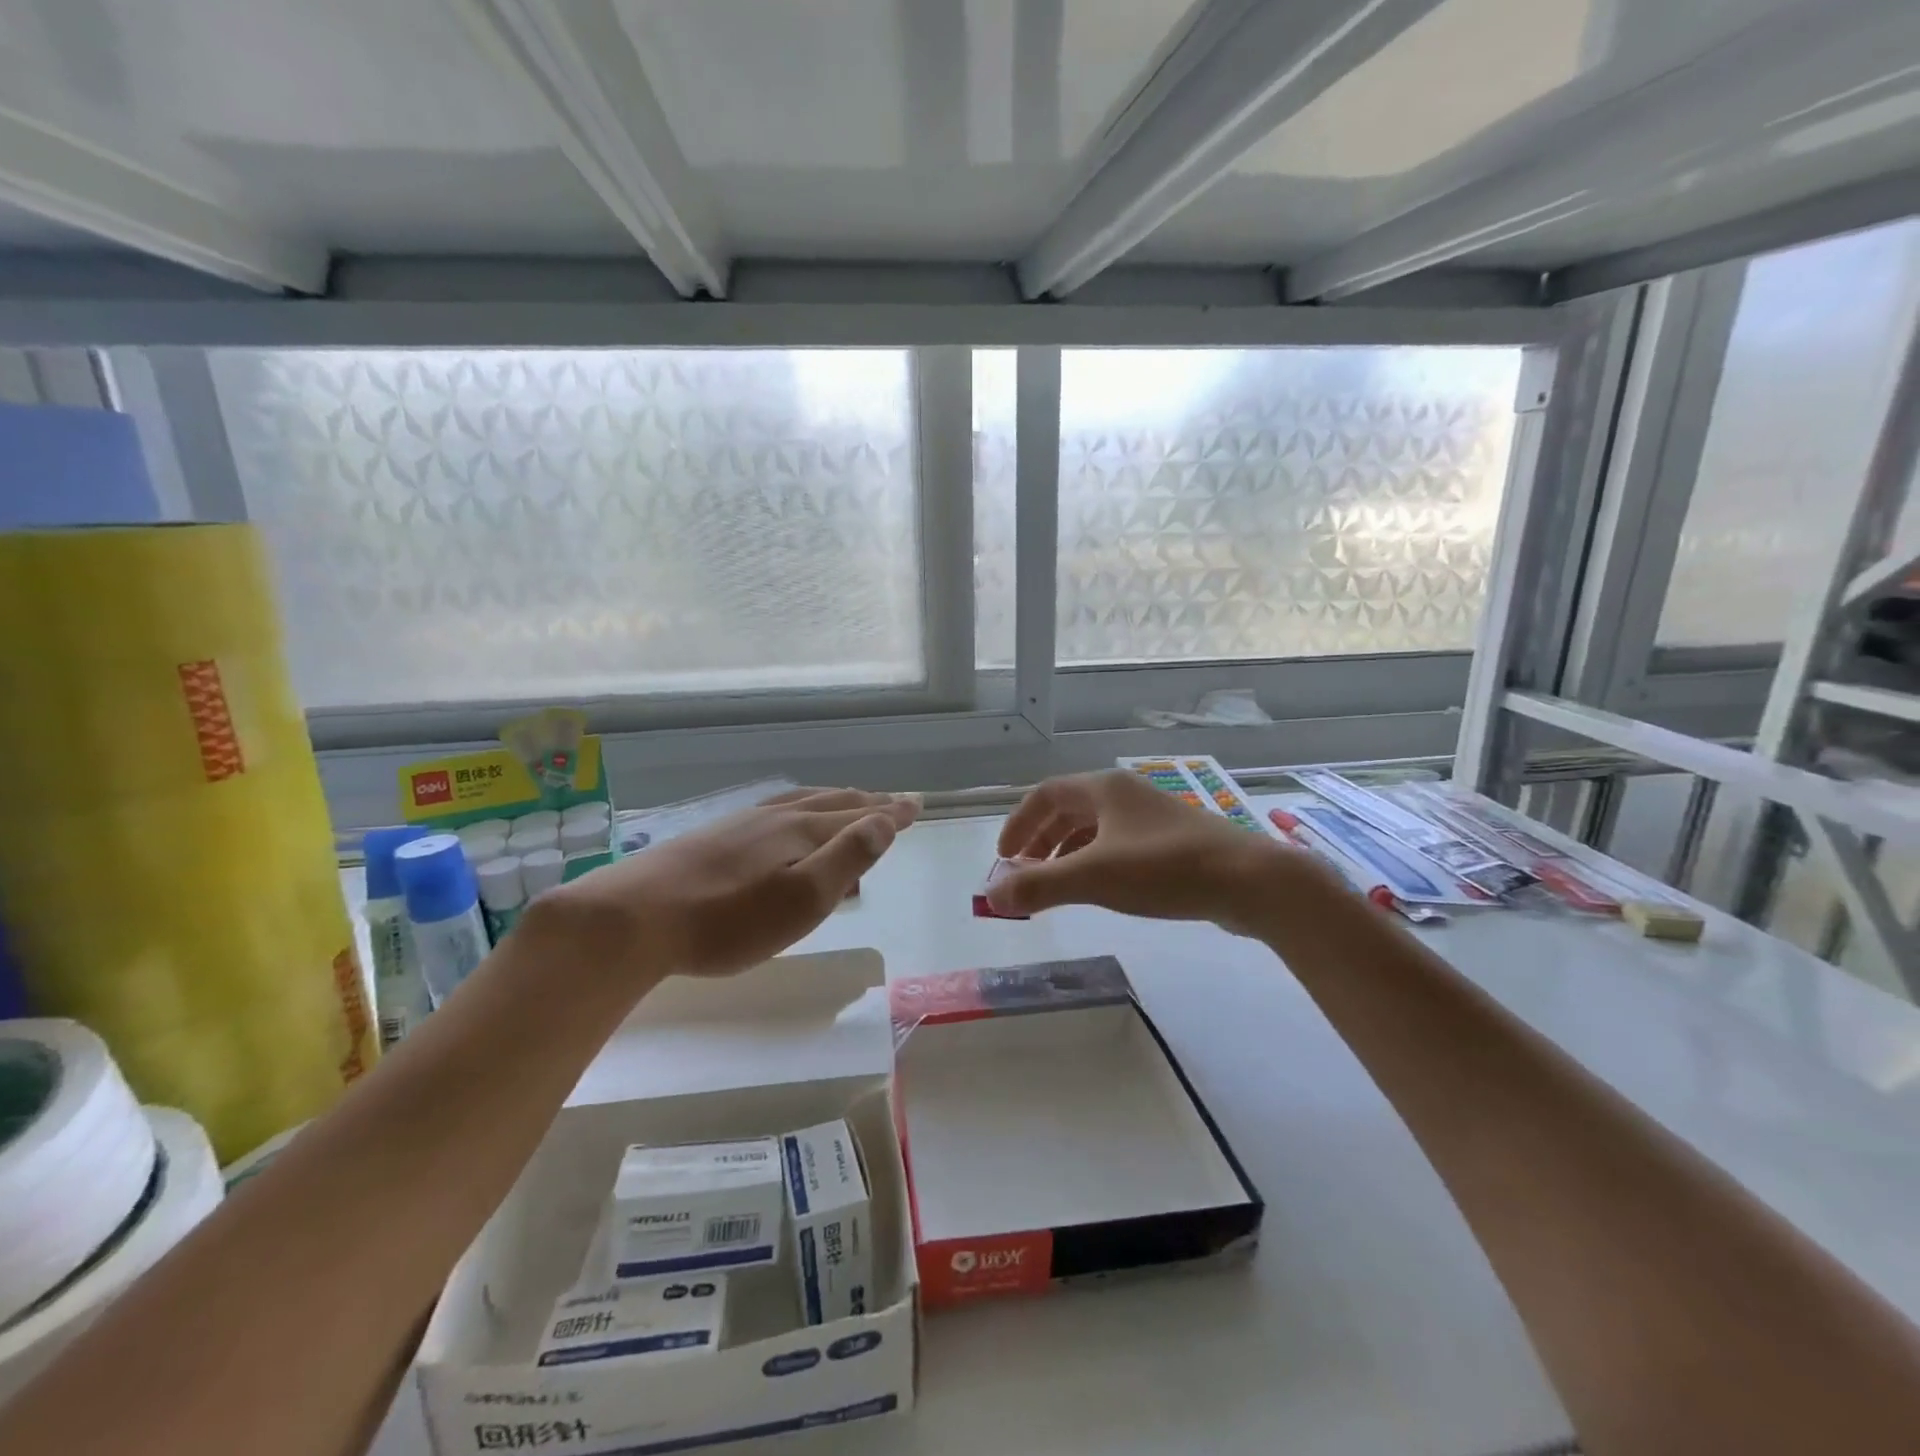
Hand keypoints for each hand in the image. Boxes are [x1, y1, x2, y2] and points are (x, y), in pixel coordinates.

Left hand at [541, 788, 918, 981]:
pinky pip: (773, 810)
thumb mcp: (801, 899)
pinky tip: (784, 819)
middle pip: (831, 803)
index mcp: (800, 832)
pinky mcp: (713, 835)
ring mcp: (740, 823)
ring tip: (848, 802)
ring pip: (800, 802)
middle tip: (892, 802)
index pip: (858, 816)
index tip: (917, 804)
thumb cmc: (727, 921)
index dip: (890, 812)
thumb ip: (846, 858)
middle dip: (866, 802)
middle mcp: (774, 818)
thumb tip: (884, 822)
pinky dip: (798, 808)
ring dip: (833, 802)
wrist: (633, 918)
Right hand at [987, 770, 1344, 934]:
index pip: (1045, 794)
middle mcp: (1126, 794)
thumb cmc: (1165, 870)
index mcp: (1104, 789)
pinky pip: (1120, 844)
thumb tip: (991, 897)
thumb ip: (1039, 885)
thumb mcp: (1094, 877)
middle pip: (1069, 809)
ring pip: (1096, 827)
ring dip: (1067, 852)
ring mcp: (1153, 816)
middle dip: (1041, 840)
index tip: (1004, 858)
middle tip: (1025, 873)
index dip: (1019, 824)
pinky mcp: (1173, 841)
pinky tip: (1102, 888)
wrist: (1250, 881)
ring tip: (1056, 884)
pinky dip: (1097, 861)